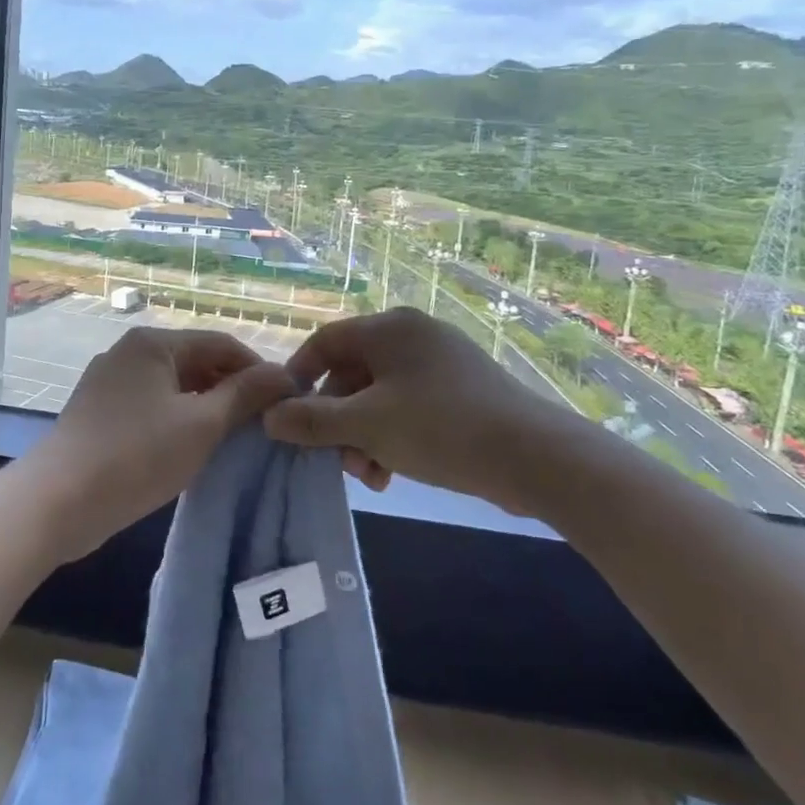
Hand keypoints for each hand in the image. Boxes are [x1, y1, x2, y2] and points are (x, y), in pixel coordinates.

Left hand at [24, 327, 296, 562]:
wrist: (57, 501)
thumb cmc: (137, 454)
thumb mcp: (202, 425)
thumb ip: (244, 395)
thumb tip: (285, 374)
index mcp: (153, 343)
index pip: (221, 343)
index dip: (258, 369)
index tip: (285, 402)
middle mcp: (129, 352)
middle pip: (196, 362)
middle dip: (231, 390)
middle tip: (262, 425)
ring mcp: (109, 382)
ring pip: (173, 387)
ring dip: (206, 407)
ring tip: (234, 439)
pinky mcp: (99, 413)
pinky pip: (151, 406)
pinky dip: (177, 420)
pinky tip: (192, 448)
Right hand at [263, 307, 583, 506]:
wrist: (535, 456)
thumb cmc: (439, 428)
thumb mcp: (366, 427)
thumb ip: (312, 421)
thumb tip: (269, 417)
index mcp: (389, 328)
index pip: (325, 342)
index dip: (298, 378)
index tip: (285, 416)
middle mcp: (413, 335)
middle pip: (352, 373)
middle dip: (337, 421)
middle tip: (336, 461)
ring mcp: (441, 362)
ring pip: (380, 395)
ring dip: (363, 436)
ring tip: (368, 476)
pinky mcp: (462, 390)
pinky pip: (409, 406)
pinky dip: (392, 436)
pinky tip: (392, 473)